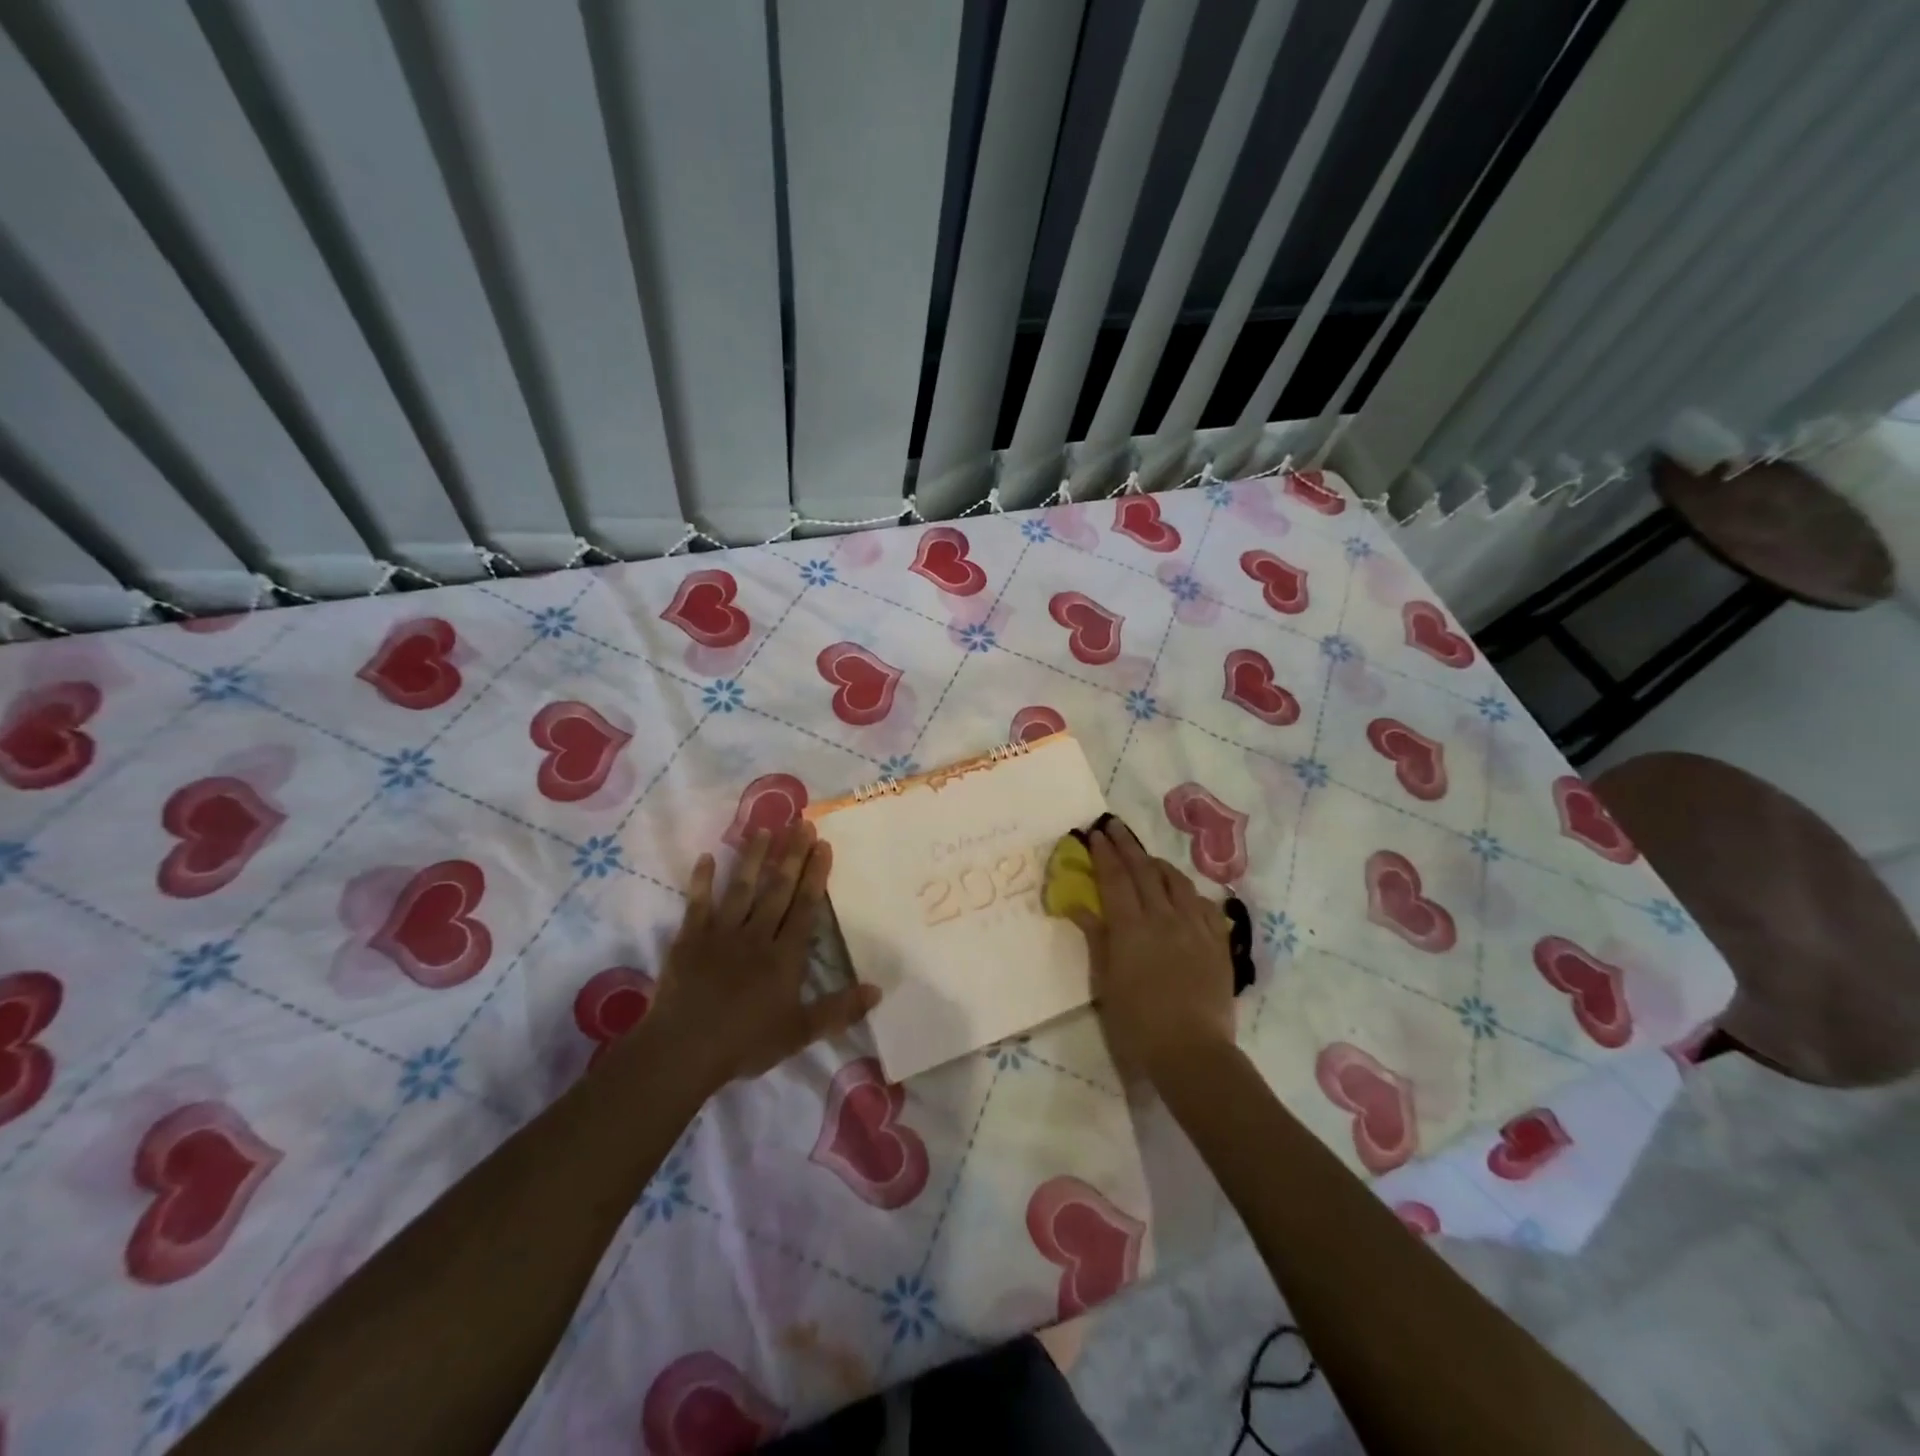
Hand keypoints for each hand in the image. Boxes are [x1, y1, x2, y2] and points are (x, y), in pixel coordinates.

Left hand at [644, 822, 878, 1094]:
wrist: (684, 1050)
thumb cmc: (746, 1042)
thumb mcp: (800, 1033)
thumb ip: (839, 1010)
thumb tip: (878, 991)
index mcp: (784, 956)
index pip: (805, 907)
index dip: (815, 874)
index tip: (823, 844)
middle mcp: (756, 935)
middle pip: (777, 889)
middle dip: (791, 855)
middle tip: (801, 823)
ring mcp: (721, 934)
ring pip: (741, 888)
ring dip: (753, 857)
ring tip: (763, 829)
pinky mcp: (690, 939)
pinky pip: (697, 904)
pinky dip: (701, 881)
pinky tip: (705, 857)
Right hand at [1068, 820, 1235, 1080]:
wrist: (1192, 1052)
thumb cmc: (1138, 1023)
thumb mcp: (1106, 982)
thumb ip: (1096, 939)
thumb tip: (1078, 906)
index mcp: (1131, 927)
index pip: (1115, 878)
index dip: (1104, 853)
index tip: (1095, 833)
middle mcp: (1164, 918)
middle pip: (1144, 871)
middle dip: (1127, 846)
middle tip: (1114, 826)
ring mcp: (1194, 928)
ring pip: (1176, 882)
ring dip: (1158, 864)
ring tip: (1147, 858)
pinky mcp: (1217, 943)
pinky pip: (1203, 904)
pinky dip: (1188, 891)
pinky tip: (1183, 893)